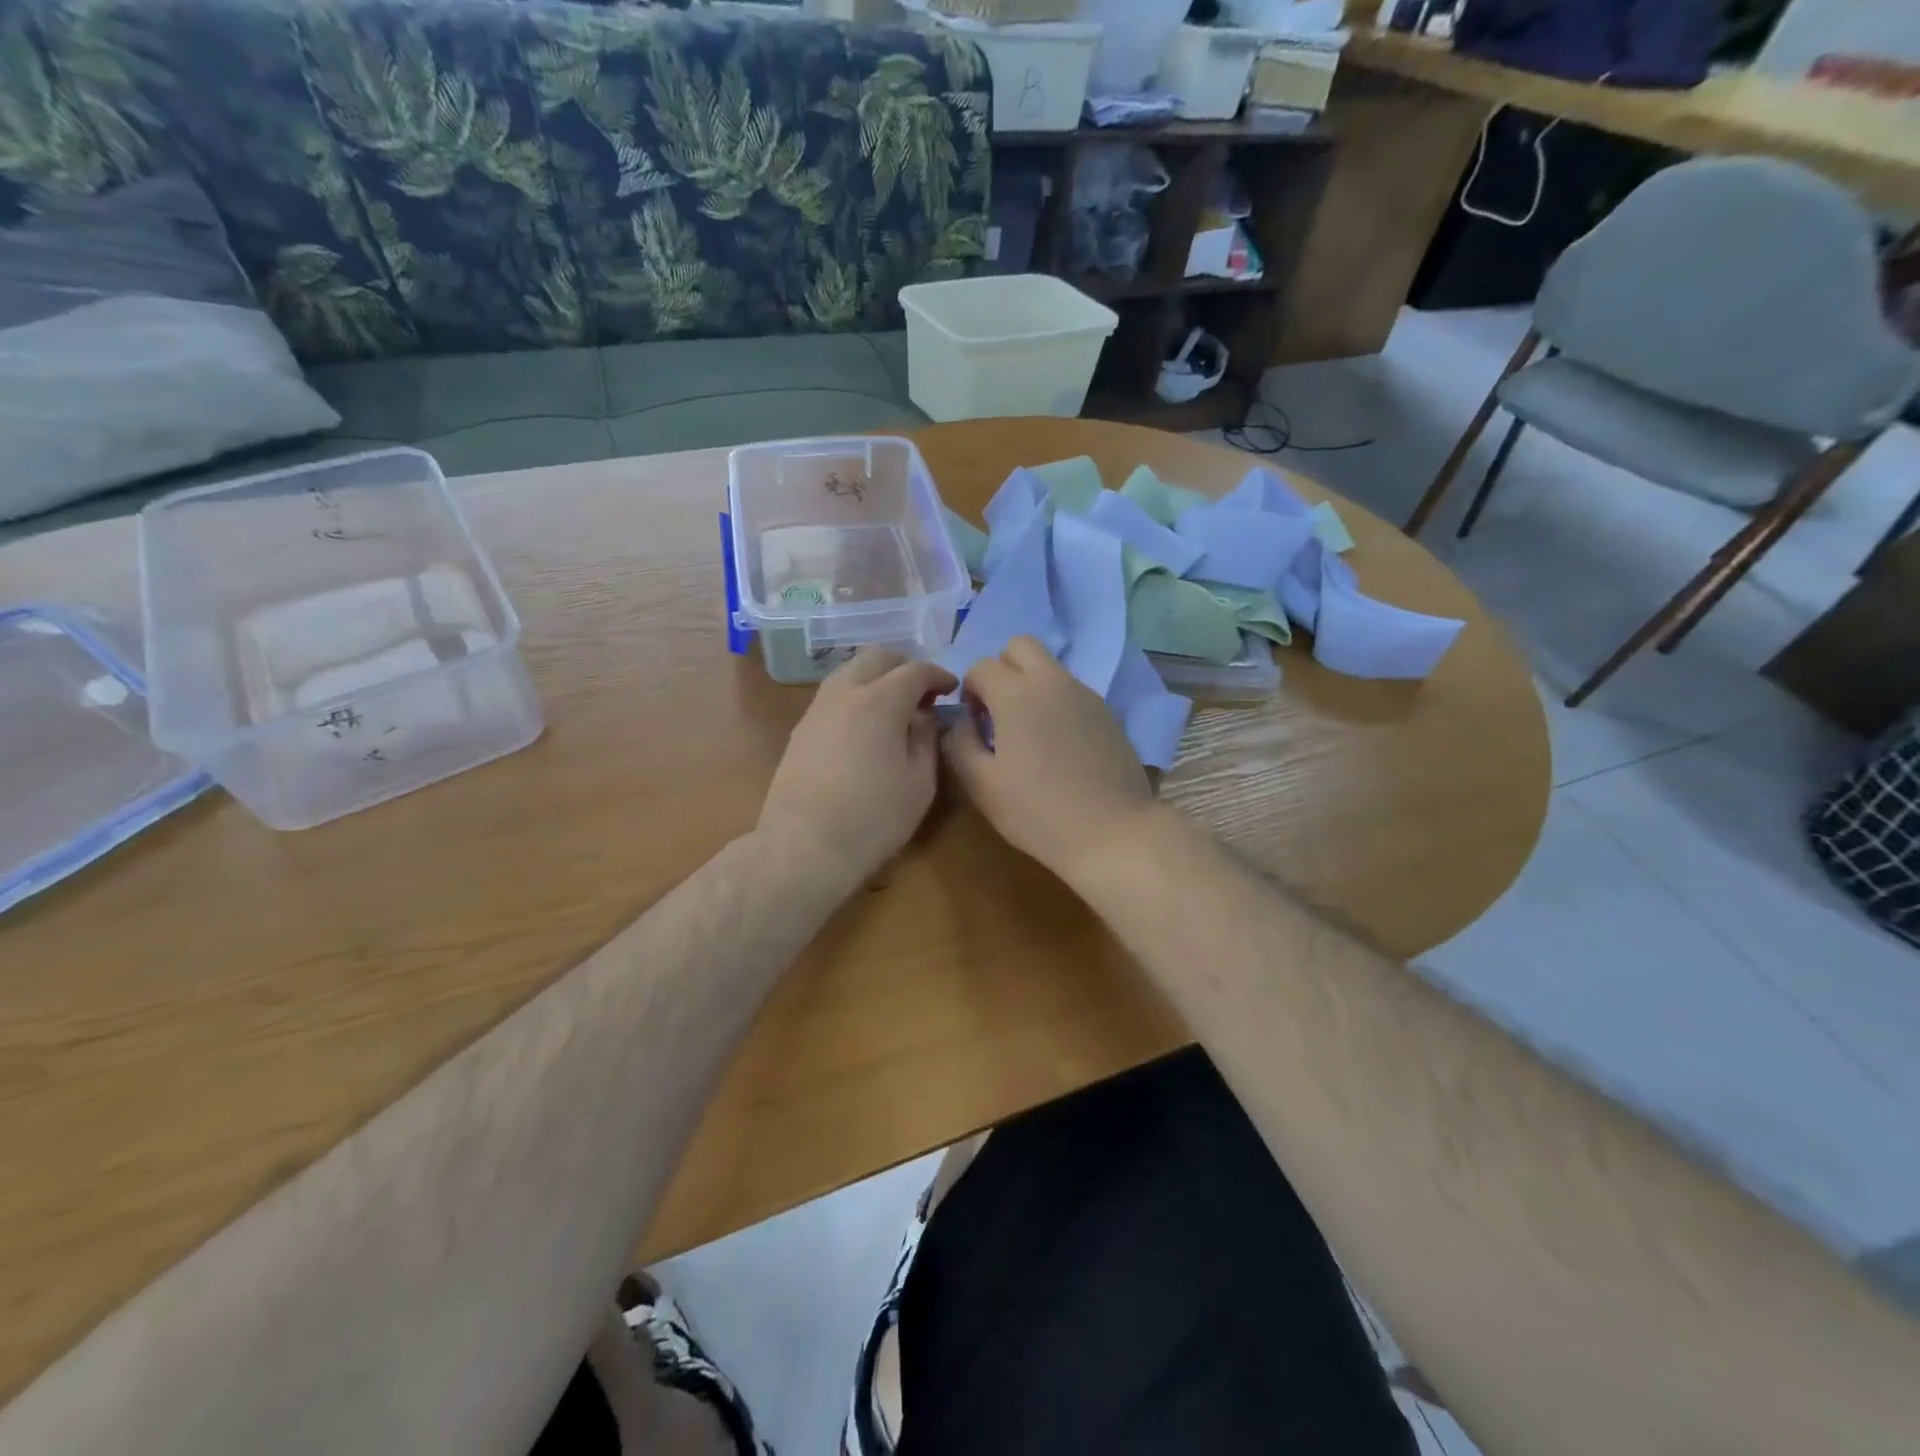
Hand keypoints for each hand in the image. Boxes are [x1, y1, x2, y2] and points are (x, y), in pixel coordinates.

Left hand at [758, 648, 957, 887]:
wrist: (804, 847)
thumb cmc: (873, 818)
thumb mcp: (920, 782)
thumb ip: (926, 739)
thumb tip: (924, 718)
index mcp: (879, 701)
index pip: (915, 670)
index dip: (938, 675)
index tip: (951, 689)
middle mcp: (844, 693)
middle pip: (876, 658)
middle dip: (904, 666)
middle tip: (923, 693)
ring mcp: (817, 709)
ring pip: (849, 672)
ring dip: (876, 679)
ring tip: (894, 709)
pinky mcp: (800, 730)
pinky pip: (833, 696)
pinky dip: (855, 697)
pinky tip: (865, 728)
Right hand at [941, 637, 1157, 888]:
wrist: (1112, 832)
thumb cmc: (1038, 812)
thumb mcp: (981, 785)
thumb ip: (959, 743)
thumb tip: (960, 722)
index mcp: (1017, 694)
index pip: (982, 666)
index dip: (970, 690)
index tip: (974, 723)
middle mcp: (1053, 682)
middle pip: (1020, 645)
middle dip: (1002, 669)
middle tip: (999, 711)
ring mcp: (1085, 694)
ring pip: (1049, 667)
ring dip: (1030, 684)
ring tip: (1029, 732)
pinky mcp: (1107, 713)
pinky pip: (1071, 690)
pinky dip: (1056, 702)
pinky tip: (1058, 745)